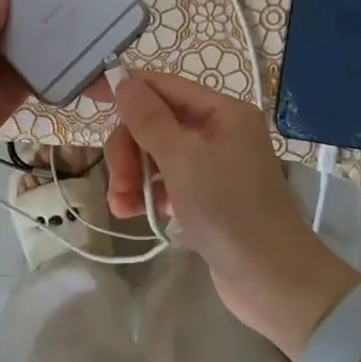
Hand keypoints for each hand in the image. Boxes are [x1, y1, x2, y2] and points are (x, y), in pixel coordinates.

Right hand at [101, 69, 358, 356]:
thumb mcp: (182, 159)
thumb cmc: (228, 209)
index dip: (126, 90)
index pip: (164, 87)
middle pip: (156, 123)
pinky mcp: (207, 197)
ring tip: (122, 206)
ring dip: (133, 175)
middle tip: (119, 181)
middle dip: (130, 149)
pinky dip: (148, 194)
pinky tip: (136, 214)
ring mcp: (214, 166)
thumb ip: (149, 118)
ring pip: (157, 154)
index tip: (88, 96)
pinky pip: (167, 182)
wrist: (271, 280)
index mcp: (222, 112)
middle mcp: (220, 132)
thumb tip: (125, 81)